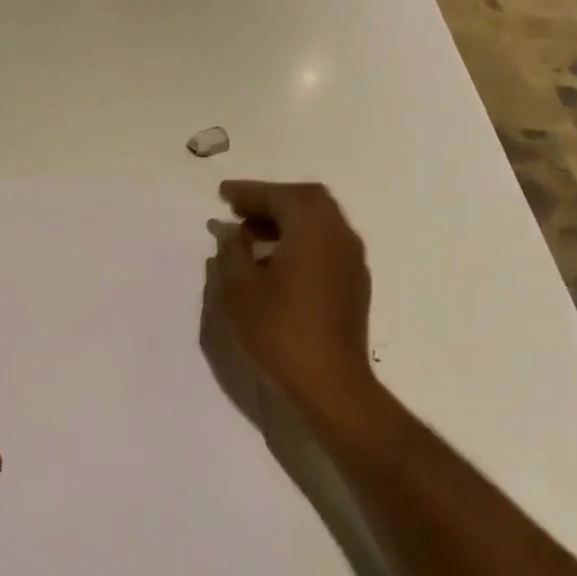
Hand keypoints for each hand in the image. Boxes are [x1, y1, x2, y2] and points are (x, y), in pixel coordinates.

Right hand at [209, 181, 377, 416]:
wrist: (330, 384)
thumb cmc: (279, 331)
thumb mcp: (239, 289)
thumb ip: (231, 252)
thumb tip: (231, 233)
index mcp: (313, 229)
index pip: (280, 195)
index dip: (249, 192)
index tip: (223, 194)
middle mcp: (339, 236)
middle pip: (307, 202)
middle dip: (271, 201)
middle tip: (239, 211)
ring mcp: (351, 261)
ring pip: (319, 224)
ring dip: (286, 222)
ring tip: (250, 237)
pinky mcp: (354, 284)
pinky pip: (326, 246)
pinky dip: (300, 241)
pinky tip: (274, 264)